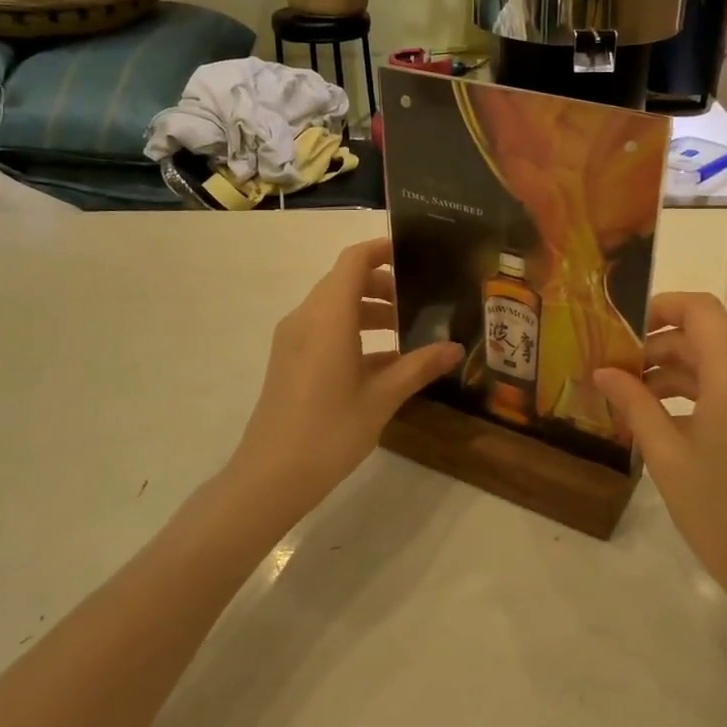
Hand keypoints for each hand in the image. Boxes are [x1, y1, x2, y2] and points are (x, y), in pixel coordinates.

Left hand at [223, 239, 461, 529]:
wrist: (270, 476)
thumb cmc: (330, 430)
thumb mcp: (382, 398)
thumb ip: (419, 366)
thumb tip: (457, 348)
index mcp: (328, 317)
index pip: (354, 261)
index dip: (382, 250)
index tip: (414, 253)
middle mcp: (306, 318)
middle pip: (344, 281)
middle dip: (383, 285)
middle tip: (421, 301)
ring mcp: (293, 340)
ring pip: (334, 306)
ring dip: (369, 311)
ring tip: (406, 332)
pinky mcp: (289, 360)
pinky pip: (324, 329)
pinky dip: (353, 332)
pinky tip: (383, 363)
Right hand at [595, 293, 726, 627]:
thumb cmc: (724, 518)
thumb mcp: (668, 460)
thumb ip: (635, 406)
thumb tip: (603, 372)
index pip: (701, 310)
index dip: (660, 306)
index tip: (622, 330)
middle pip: (704, 338)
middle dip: (656, 349)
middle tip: (612, 373)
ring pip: (715, 366)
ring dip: (673, 374)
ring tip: (629, 401)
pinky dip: (695, 396)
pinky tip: (661, 422)